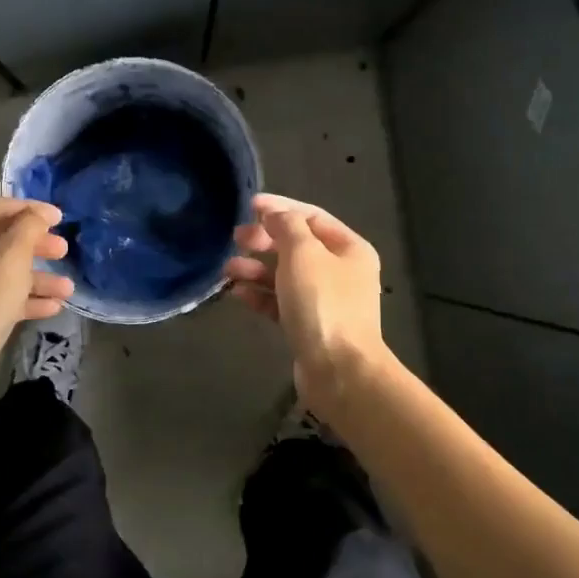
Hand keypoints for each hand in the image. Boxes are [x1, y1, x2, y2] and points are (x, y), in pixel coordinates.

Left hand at [0, 197, 73, 416]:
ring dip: (38, 277)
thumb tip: (38, 214)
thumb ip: (28, 229)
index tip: (61, 218)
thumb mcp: (10, 259)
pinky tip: (53, 308)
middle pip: (3, 240)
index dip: (31, 208)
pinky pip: (2, 299)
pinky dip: (27, 300)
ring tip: (67, 288)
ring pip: (6, 273)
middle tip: (64, 251)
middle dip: (37, 245)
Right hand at [223, 194, 389, 415]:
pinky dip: (259, 295)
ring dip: (256, 268)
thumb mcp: (303, 254)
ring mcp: (325, 301)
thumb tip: (273, 213)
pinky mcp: (308, 326)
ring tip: (228, 269)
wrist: (339, 371)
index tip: (249, 206)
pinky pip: (280, 302)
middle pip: (297, 245)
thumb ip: (286, 226)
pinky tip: (237, 292)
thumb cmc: (323, 304)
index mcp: (349, 248)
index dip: (280, 208)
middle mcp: (340, 271)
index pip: (311, 216)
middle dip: (265, 239)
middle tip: (237, 238)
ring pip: (285, 275)